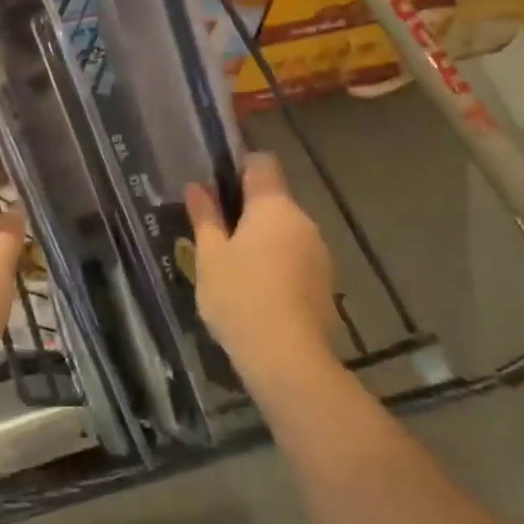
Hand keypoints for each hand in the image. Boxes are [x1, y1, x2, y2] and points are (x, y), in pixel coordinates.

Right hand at [186, 153, 337, 385]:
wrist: (289, 361)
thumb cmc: (240, 297)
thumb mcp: (210, 256)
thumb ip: (205, 216)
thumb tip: (197, 186)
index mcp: (273, 205)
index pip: (262, 162)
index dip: (240, 165)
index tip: (218, 183)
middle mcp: (302, 220)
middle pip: (274, 199)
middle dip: (248, 210)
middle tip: (217, 233)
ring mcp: (319, 253)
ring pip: (286, 231)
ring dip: (264, 239)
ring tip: (235, 267)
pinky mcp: (326, 284)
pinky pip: (297, 260)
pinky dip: (279, 265)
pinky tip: (259, 293)